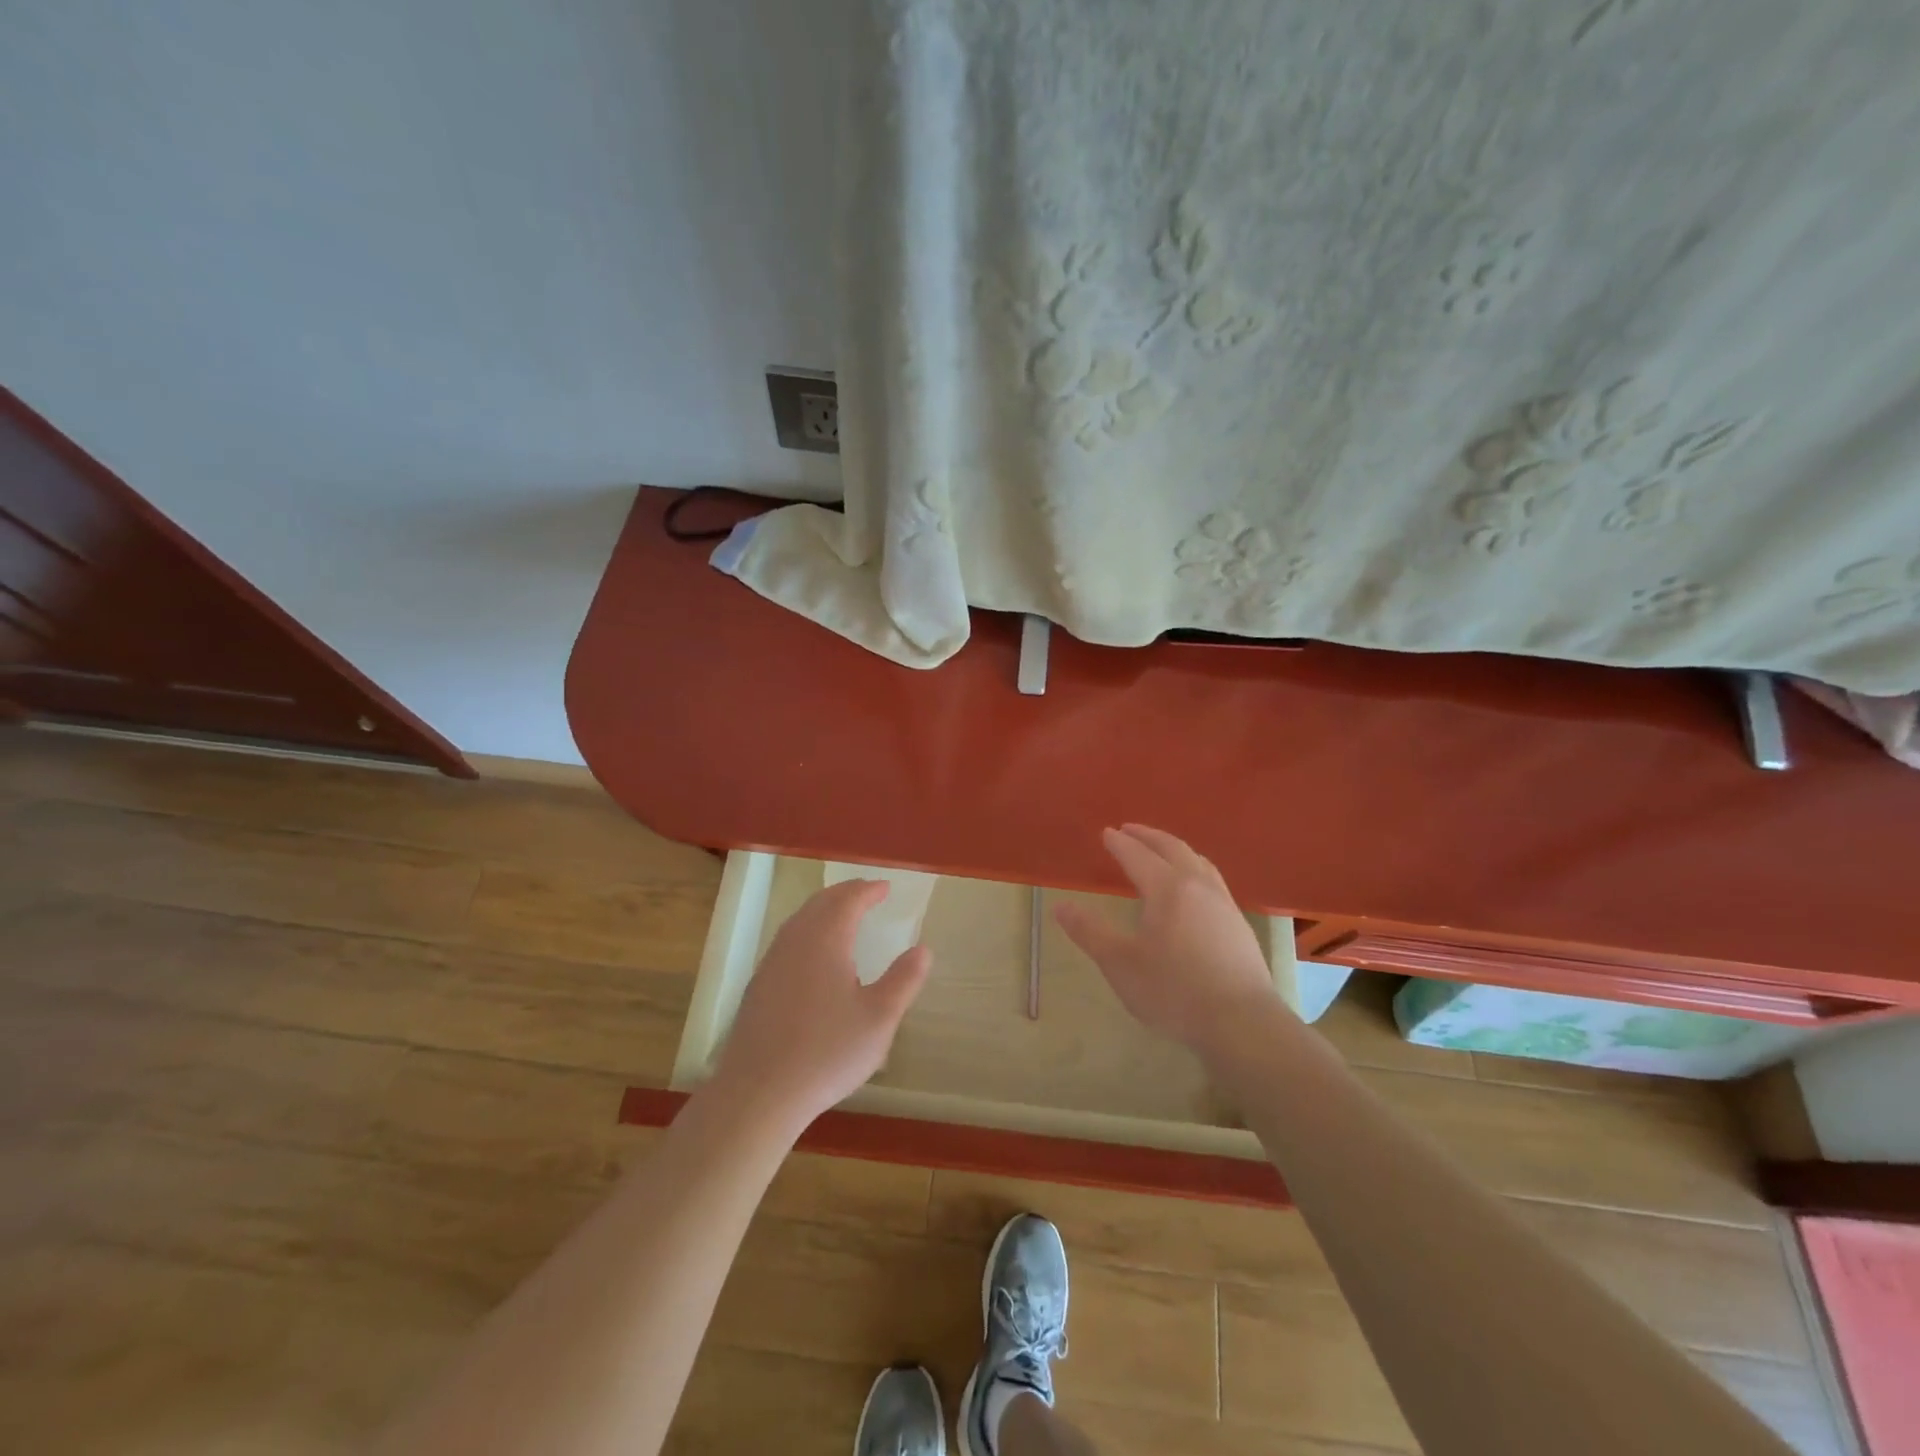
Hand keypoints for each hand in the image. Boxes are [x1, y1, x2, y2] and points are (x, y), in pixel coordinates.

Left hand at [708, 878, 930, 1131]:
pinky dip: (808, 931)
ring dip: (824, 910)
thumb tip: (922, 949)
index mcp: (826, 940)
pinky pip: (788, 941)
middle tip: (867, 894)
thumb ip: (904, 980)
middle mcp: (795, 941)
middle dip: (846, 894)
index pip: (848, 900)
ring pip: (800, 920)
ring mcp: (772, 962)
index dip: (869, 891)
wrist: (758, 1092)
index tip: (886, 888)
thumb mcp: (879, 1019)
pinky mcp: (758, 986)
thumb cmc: (827, 1053)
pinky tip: (814, 955)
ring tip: (843, 916)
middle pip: (821, 903)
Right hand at [1055, 825, 1282, 1051]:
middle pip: (1172, 848)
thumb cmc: (1174, 991)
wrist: (1242, 1023)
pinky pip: (1212, 879)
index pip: (1138, 856)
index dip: (1120, 843)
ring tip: (1162, 850)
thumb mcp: (1120, 963)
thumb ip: (1089, 932)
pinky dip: (1194, 868)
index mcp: (1167, 888)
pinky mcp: (1238, 924)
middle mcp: (1198, 886)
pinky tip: (1194, 888)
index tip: (1106, 832)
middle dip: (1148, 836)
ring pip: (1198, 861)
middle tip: (1130, 829)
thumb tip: (1060, 906)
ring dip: (1175, 849)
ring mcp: (1223, 903)